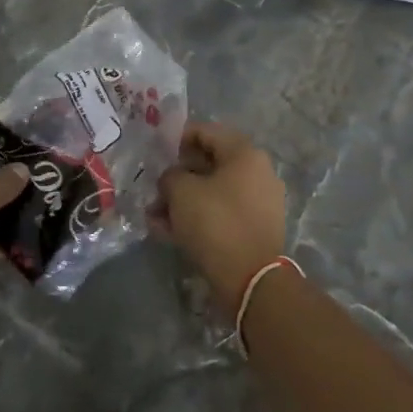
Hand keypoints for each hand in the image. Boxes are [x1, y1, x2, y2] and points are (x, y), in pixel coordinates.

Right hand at [158, 121, 286, 313]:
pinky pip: (220, 214)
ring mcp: (259, 202)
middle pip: (208, 164)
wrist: (251, 279)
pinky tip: (169, 233)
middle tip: (153, 189)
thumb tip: (172, 179)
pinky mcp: (254, 228)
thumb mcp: (181, 191)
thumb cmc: (215, 222)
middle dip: (177, 177)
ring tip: (154, 217)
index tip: (155, 154)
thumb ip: (170, 176)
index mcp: (244, 153)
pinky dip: (197, 219)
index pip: (205, 132)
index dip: (175, 139)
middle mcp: (257, 172)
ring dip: (182, 201)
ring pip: (212, 192)